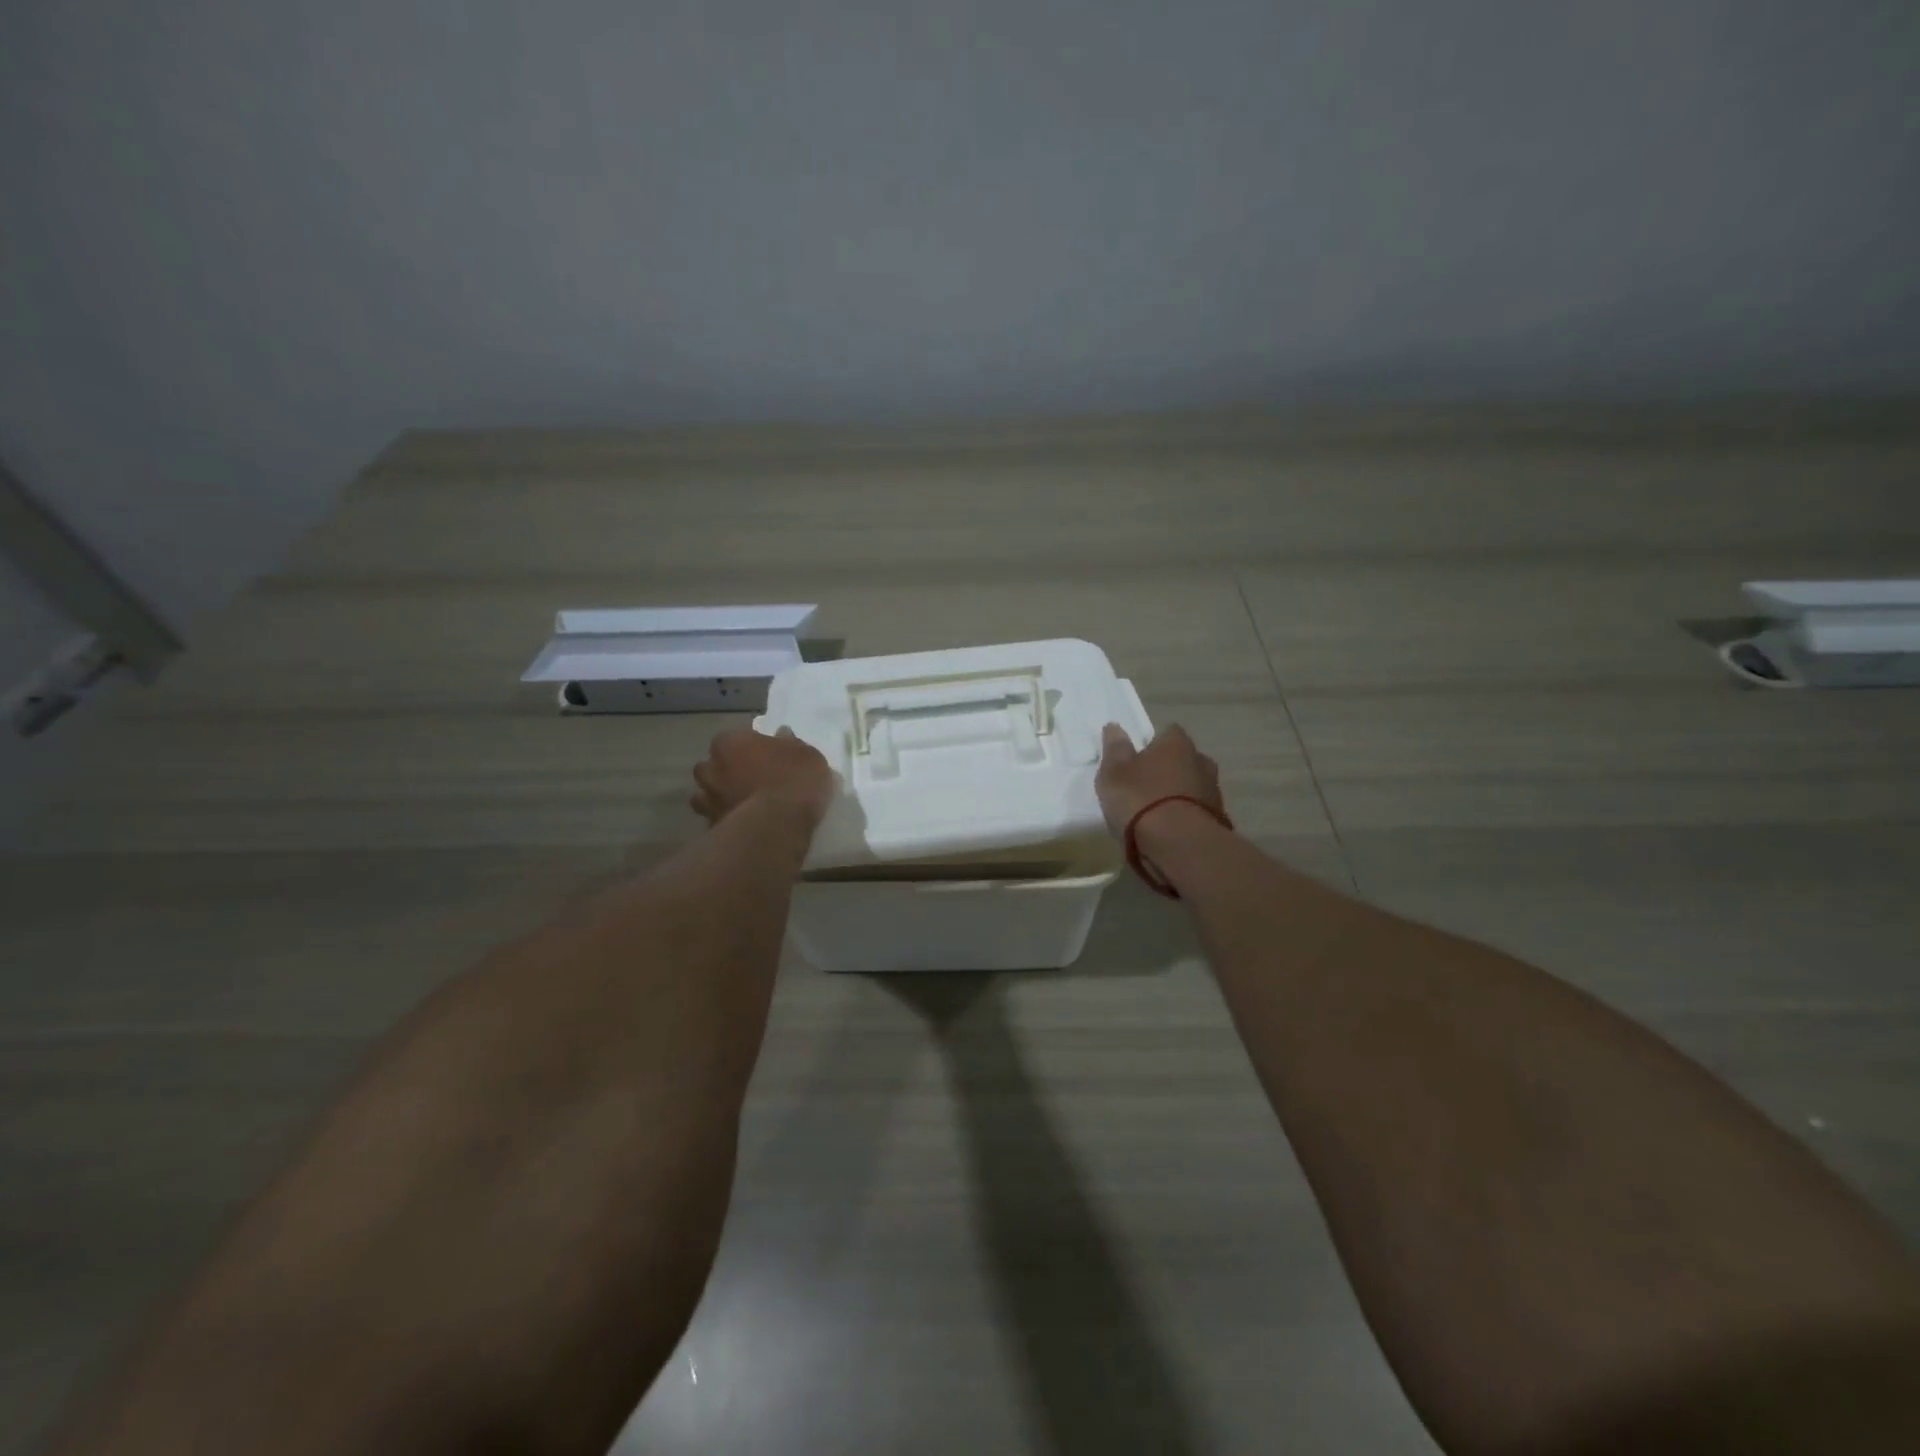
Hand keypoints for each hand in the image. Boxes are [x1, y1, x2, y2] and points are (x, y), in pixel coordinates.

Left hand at [691, 727, 834, 829]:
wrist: (777, 826)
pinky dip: (724, 821)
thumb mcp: (807, 755)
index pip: (733, 739)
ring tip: (741, 805)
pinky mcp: (711, 828)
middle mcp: (711, 768)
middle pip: (712, 767)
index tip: (764, 756)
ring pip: (705, 796)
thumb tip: (782, 736)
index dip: (748, 747)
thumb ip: (790, 744)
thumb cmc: (794, 780)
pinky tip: (742, 826)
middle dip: (724, 772)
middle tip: (748, 780)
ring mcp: (707, 800)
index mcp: (730, 743)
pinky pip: (715, 821)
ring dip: (719, 798)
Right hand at [1094, 723, 1222, 835]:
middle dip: (1168, 769)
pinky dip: (1185, 816)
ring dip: (1178, 794)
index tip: (1137, 758)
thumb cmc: (1140, 800)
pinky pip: (1197, 811)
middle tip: (1144, 785)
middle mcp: (1201, 761)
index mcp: (1177, 744)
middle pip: (1183, 759)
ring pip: (1192, 786)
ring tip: (1155, 813)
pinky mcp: (1218, 820)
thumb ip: (1115, 749)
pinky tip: (1169, 830)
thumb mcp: (1113, 773)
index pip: (1168, 732)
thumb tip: (1115, 727)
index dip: (1152, 743)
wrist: (1179, 845)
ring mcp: (1214, 791)